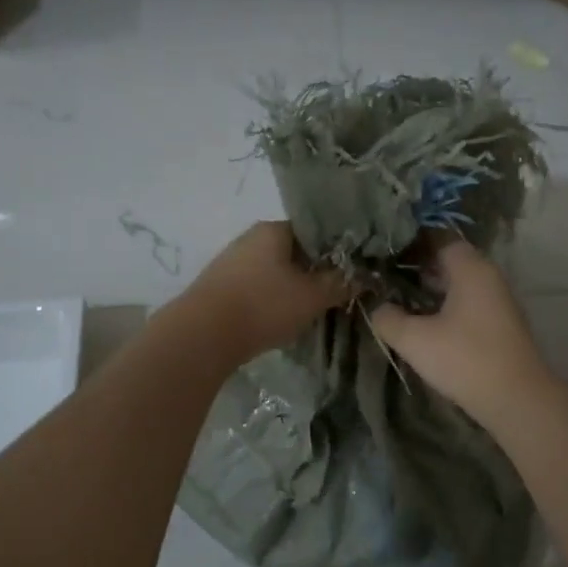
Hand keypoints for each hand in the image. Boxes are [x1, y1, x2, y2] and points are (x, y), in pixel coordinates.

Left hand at [181, 221, 347, 364]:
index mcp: (274, 229)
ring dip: (291, 288)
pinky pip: (255, 287)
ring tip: (308, 310)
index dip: (336, 251)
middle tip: (333, 295)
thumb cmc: (263, 306)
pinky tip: (278, 319)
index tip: (350, 272)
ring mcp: (231, 262)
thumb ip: (341, 283)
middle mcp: (250, 238)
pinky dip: (270, 300)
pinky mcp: (219, 287)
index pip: (315, 231)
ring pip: (273, 271)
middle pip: (293, 251)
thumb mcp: (313, 297)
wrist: (202, 336)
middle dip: (313, 272)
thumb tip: (366, 275)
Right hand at [370, 240, 553, 426]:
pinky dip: (448, 308)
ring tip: (401, 302)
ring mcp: (499, 301)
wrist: (517, 400)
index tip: (384, 254)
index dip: (410, 244)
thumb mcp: (414, 339)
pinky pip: (470, 304)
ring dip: (433, 291)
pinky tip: (427, 326)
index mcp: (471, 268)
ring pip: (460, 285)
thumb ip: (389, 319)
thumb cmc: (464, 359)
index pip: (439, 239)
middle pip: (450, 262)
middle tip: (386, 279)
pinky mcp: (502, 325)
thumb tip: (378, 308)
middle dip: (419, 269)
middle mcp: (489, 276)